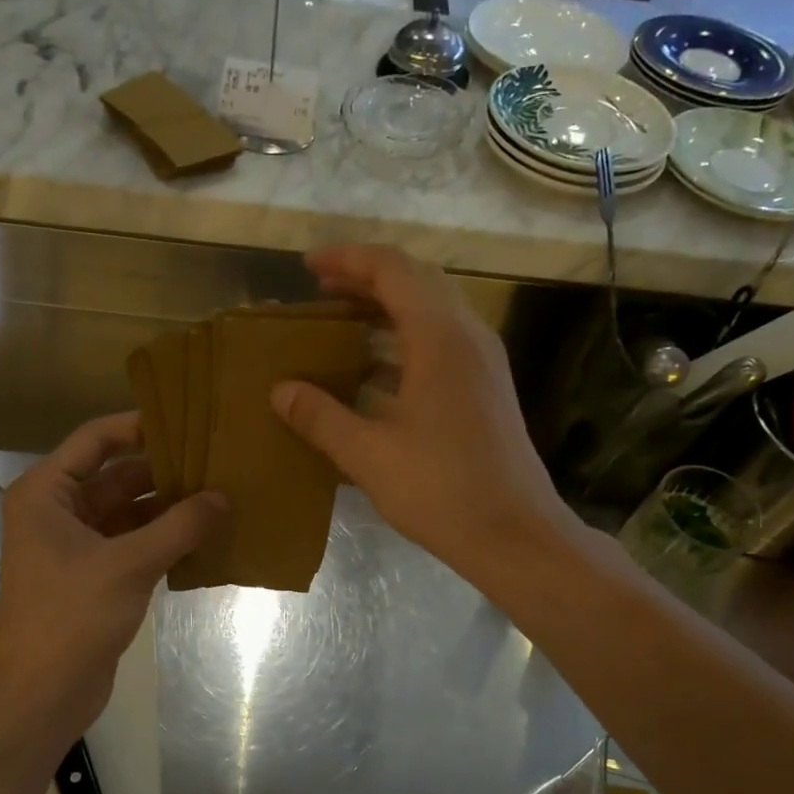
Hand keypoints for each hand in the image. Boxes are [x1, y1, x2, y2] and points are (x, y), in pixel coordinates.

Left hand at [0, 413, 224, 736]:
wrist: (41, 693)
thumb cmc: (72, 616)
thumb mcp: (129, 564)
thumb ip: (179, 527)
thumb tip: (224, 497)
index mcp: (47, 493)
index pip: (96, 440)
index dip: (139, 427)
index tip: (187, 421)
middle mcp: (58, 511)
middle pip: (117, 476)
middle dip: (164, 471)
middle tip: (217, 460)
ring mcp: (77, 546)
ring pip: (129, 512)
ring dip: (169, 507)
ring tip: (221, 494)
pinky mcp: (95, 576)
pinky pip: (134, 543)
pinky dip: (164, 538)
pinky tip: (205, 535)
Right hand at [270, 245, 580, 581]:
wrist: (514, 533)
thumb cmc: (441, 490)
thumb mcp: (368, 454)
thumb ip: (321, 417)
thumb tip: (280, 390)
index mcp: (440, 337)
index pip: (392, 269)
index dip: (347, 260)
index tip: (308, 267)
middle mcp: (468, 335)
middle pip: (416, 281)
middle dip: (366, 278)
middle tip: (321, 290)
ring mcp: (483, 361)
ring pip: (432, 310)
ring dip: (387, 307)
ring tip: (341, 321)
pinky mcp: (486, 387)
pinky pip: (442, 341)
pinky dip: (405, 338)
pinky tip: (375, 369)